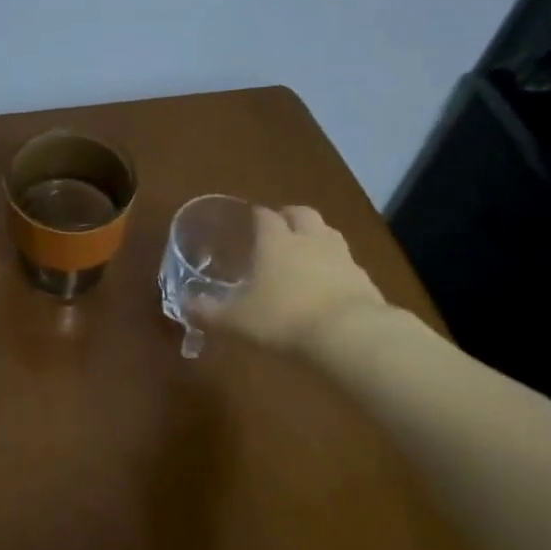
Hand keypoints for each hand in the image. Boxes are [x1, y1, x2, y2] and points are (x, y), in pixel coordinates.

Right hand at [192, 205, 388, 352]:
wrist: (348, 335)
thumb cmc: (282, 319)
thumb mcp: (235, 321)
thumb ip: (208, 312)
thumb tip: (186, 305)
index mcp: (275, 241)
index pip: (264, 216)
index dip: (256, 216)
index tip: (250, 221)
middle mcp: (309, 239)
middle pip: (302, 214)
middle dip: (290, 216)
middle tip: (280, 228)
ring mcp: (341, 257)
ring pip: (328, 234)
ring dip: (316, 237)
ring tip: (305, 253)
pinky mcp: (364, 279)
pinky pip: (347, 264)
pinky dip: (336, 268)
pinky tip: (329, 285)